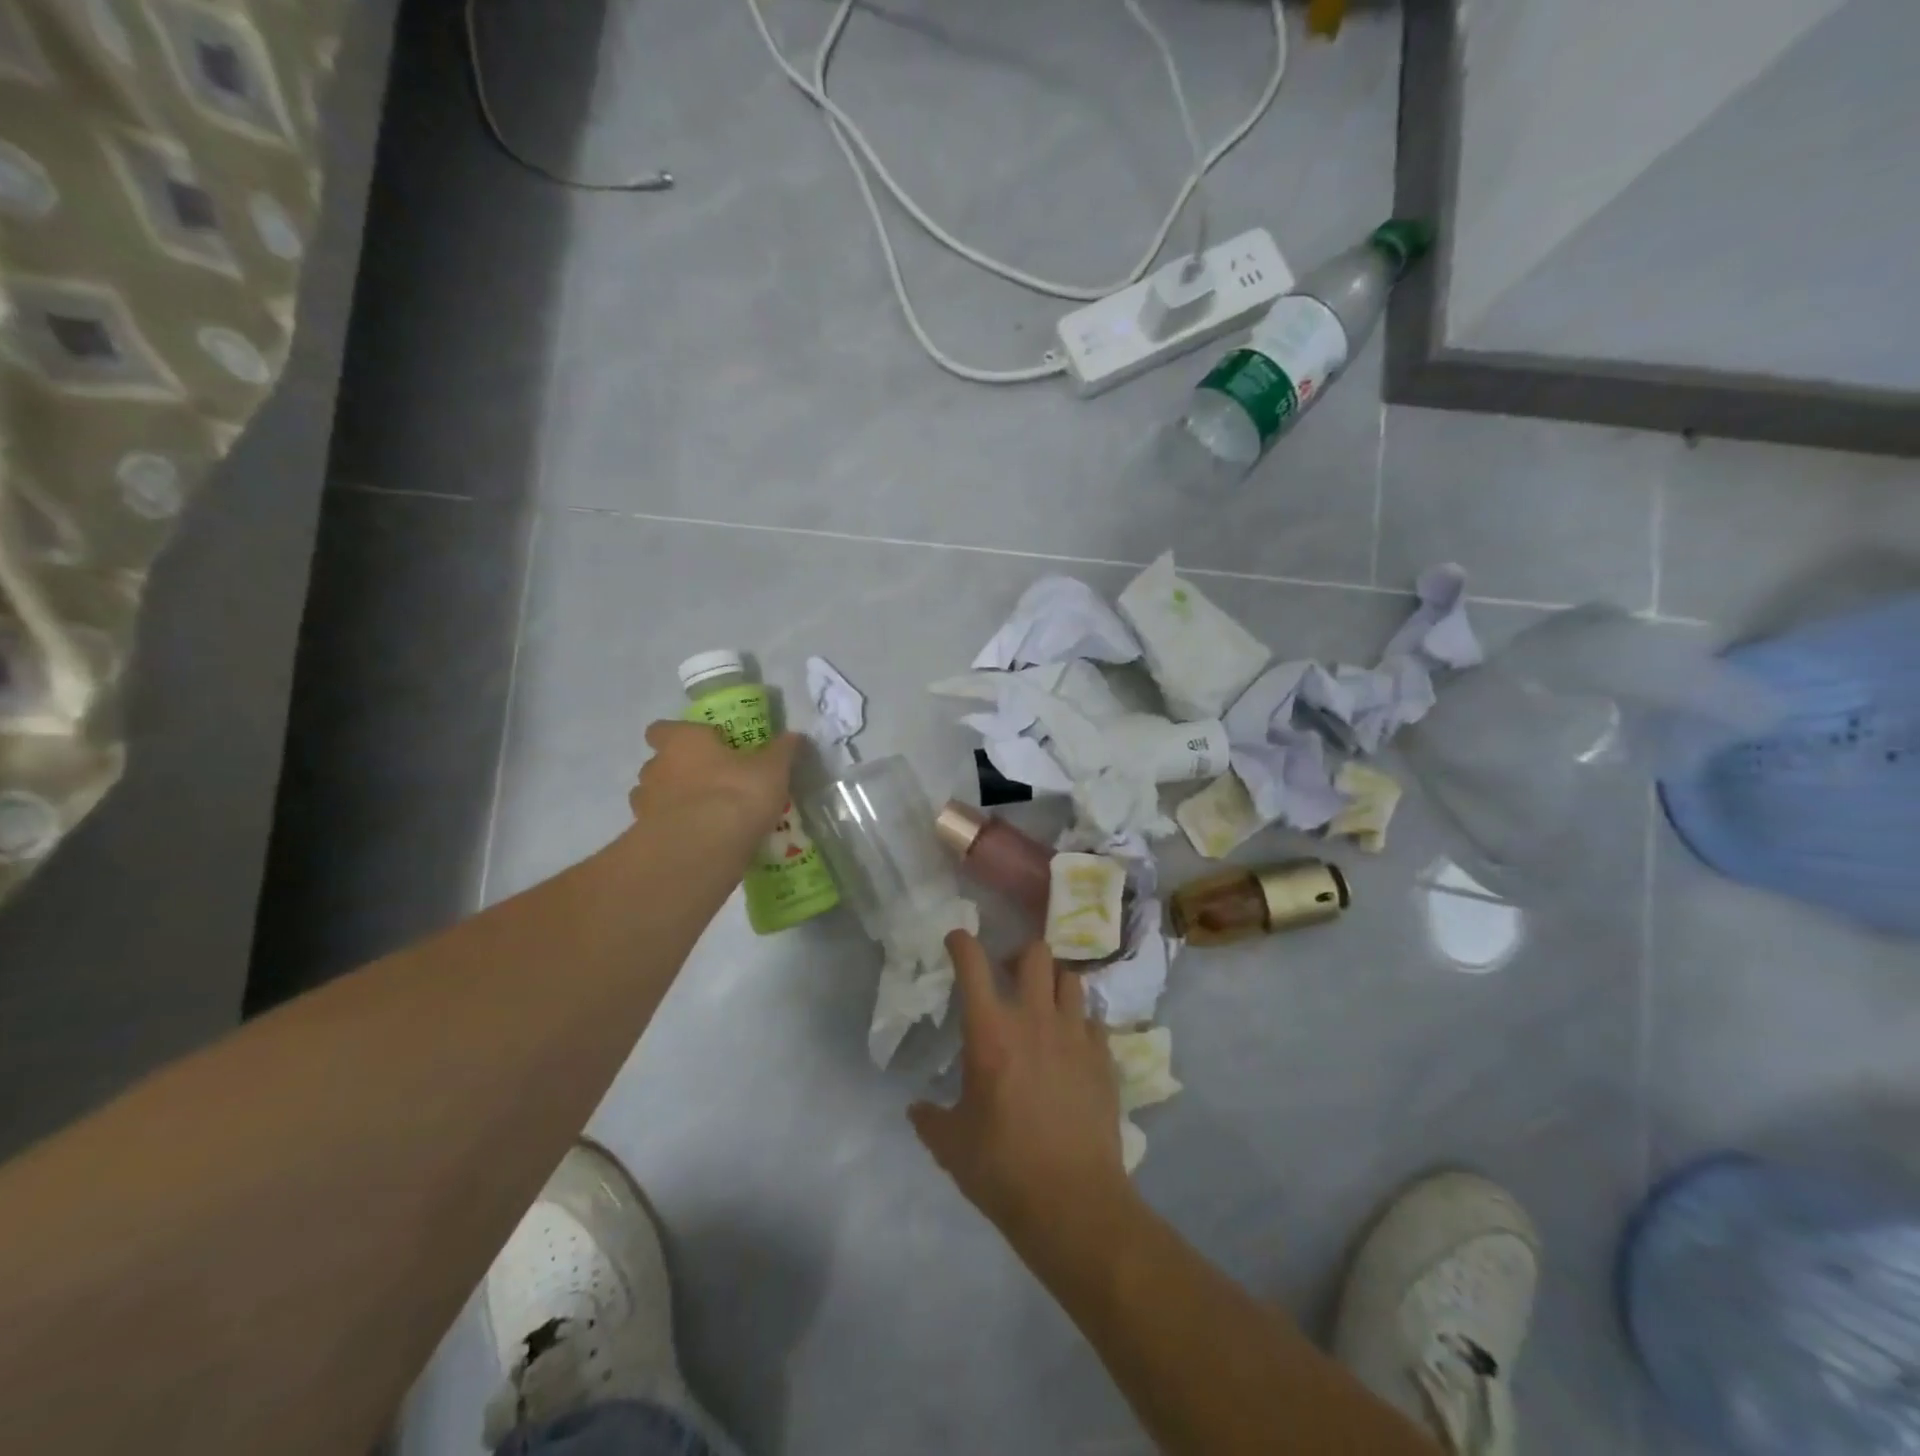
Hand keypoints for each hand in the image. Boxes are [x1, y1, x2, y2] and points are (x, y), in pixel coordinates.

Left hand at [630, 721, 798, 839]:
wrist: (702, 850)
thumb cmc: (736, 794)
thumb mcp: (772, 770)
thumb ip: (781, 751)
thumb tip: (795, 735)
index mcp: (682, 742)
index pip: (662, 729)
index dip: (677, 735)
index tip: (702, 745)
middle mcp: (656, 768)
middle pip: (658, 764)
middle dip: (678, 772)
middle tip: (710, 783)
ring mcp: (645, 806)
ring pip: (653, 798)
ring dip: (672, 804)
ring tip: (704, 817)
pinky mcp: (646, 839)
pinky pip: (658, 830)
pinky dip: (674, 833)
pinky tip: (700, 843)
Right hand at [910, 932, 1130, 1242]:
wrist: (1073, 1203)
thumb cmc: (1002, 1169)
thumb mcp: (952, 1146)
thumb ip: (930, 1119)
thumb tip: (916, 1109)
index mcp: (990, 1032)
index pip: (973, 965)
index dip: (962, 943)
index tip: (956, 939)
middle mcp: (1034, 1019)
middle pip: (1035, 953)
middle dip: (1020, 956)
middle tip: (1009, 977)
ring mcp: (1075, 1034)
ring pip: (1070, 978)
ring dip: (1054, 983)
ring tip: (1045, 1006)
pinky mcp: (1103, 1056)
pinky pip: (1093, 1019)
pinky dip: (1079, 1023)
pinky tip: (1072, 1046)